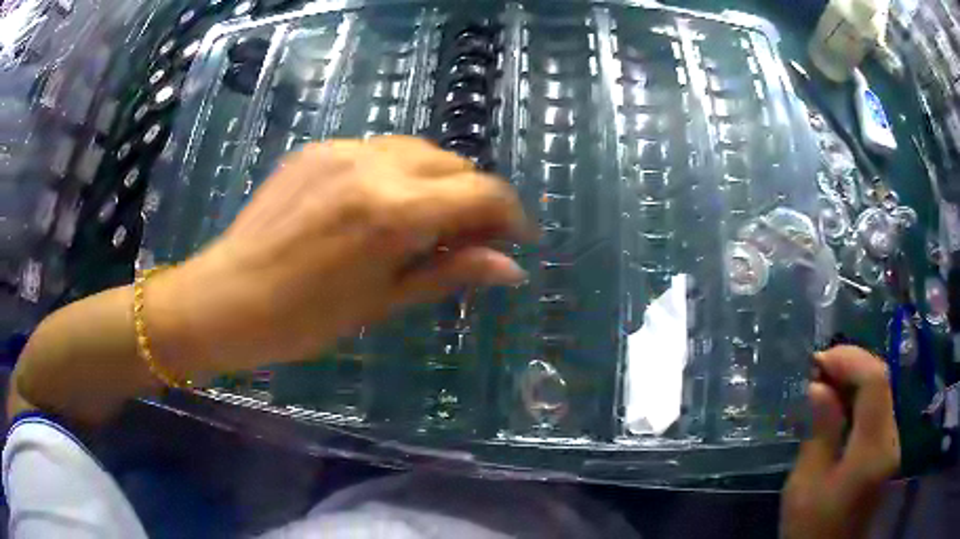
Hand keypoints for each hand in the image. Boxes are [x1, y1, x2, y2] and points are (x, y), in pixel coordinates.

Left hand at [149, 136, 531, 373]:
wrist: (227, 297)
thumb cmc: (304, 319)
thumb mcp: (383, 303)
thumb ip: (450, 273)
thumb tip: (511, 267)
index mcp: (395, 210)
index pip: (482, 192)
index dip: (510, 214)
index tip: (517, 239)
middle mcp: (375, 164)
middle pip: (454, 163)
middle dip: (474, 197)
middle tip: (470, 237)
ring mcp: (342, 149)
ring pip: (417, 150)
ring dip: (438, 181)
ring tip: (428, 221)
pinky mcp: (317, 149)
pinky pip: (377, 149)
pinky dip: (397, 172)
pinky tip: (381, 205)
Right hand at [781, 345, 900, 538]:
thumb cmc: (811, 529)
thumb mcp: (806, 485)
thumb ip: (818, 432)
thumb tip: (818, 386)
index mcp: (873, 449)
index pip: (875, 381)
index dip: (849, 360)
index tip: (817, 362)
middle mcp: (891, 439)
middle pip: (881, 382)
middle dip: (850, 367)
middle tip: (816, 372)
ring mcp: (892, 445)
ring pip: (880, 394)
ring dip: (853, 382)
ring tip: (822, 387)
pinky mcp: (887, 452)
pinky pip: (877, 412)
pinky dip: (858, 402)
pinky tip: (837, 410)